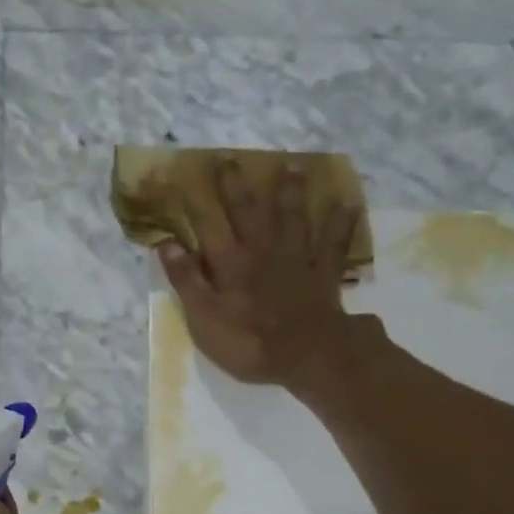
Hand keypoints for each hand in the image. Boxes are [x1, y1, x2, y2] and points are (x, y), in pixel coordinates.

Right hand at [155, 157, 363, 393]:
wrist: (305, 353)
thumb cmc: (247, 341)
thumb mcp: (204, 317)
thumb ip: (187, 279)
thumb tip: (166, 243)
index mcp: (231, 262)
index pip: (210, 225)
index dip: (199, 202)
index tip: (186, 178)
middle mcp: (263, 250)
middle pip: (250, 211)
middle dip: (238, 185)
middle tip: (232, 159)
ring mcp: (297, 258)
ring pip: (294, 216)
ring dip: (292, 191)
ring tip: (294, 166)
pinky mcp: (324, 273)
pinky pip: (334, 241)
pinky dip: (340, 222)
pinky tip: (346, 202)